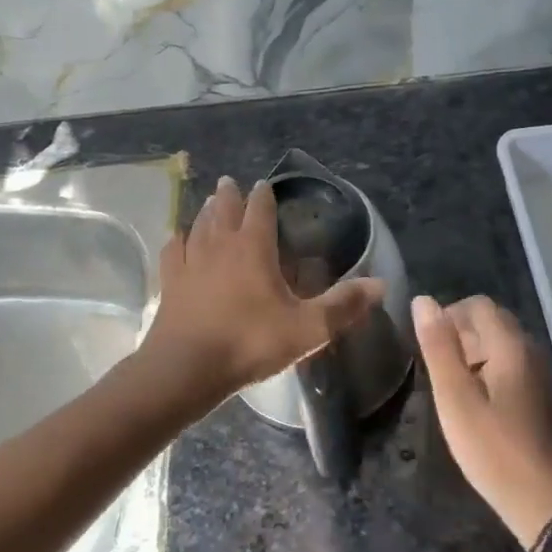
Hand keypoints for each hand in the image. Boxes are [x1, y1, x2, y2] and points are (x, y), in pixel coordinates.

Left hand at [145, 176, 384, 402]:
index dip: (264, 196)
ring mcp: (191, 261)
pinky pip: (174, 250)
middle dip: (230, 194)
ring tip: (209, 202)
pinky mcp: (170, 282)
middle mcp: (220, 244)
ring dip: (206, 211)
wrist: (185, 369)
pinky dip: (178, 239)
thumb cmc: (249, 343)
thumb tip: (381, 284)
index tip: (264, 185)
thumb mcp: (307, 329)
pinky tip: (178, 239)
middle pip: (224, 209)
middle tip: (231, 182)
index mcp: (253, 247)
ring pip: (198, 224)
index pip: (260, 209)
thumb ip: (343, 306)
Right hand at [414, 295, 551, 549]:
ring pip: (504, 344)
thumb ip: (438, 347)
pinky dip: (492, 369)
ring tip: (454, 387)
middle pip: (493, 321)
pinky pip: (514, 366)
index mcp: (511, 345)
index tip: (430, 345)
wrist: (545, 503)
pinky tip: (480, 404)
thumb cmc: (493, 450)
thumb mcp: (455, 398)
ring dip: (476, 353)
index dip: (449, 315)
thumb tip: (423, 300)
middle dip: (462, 333)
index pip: (478, 305)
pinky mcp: (546, 397)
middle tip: (439, 368)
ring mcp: (543, 374)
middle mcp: (532, 351)